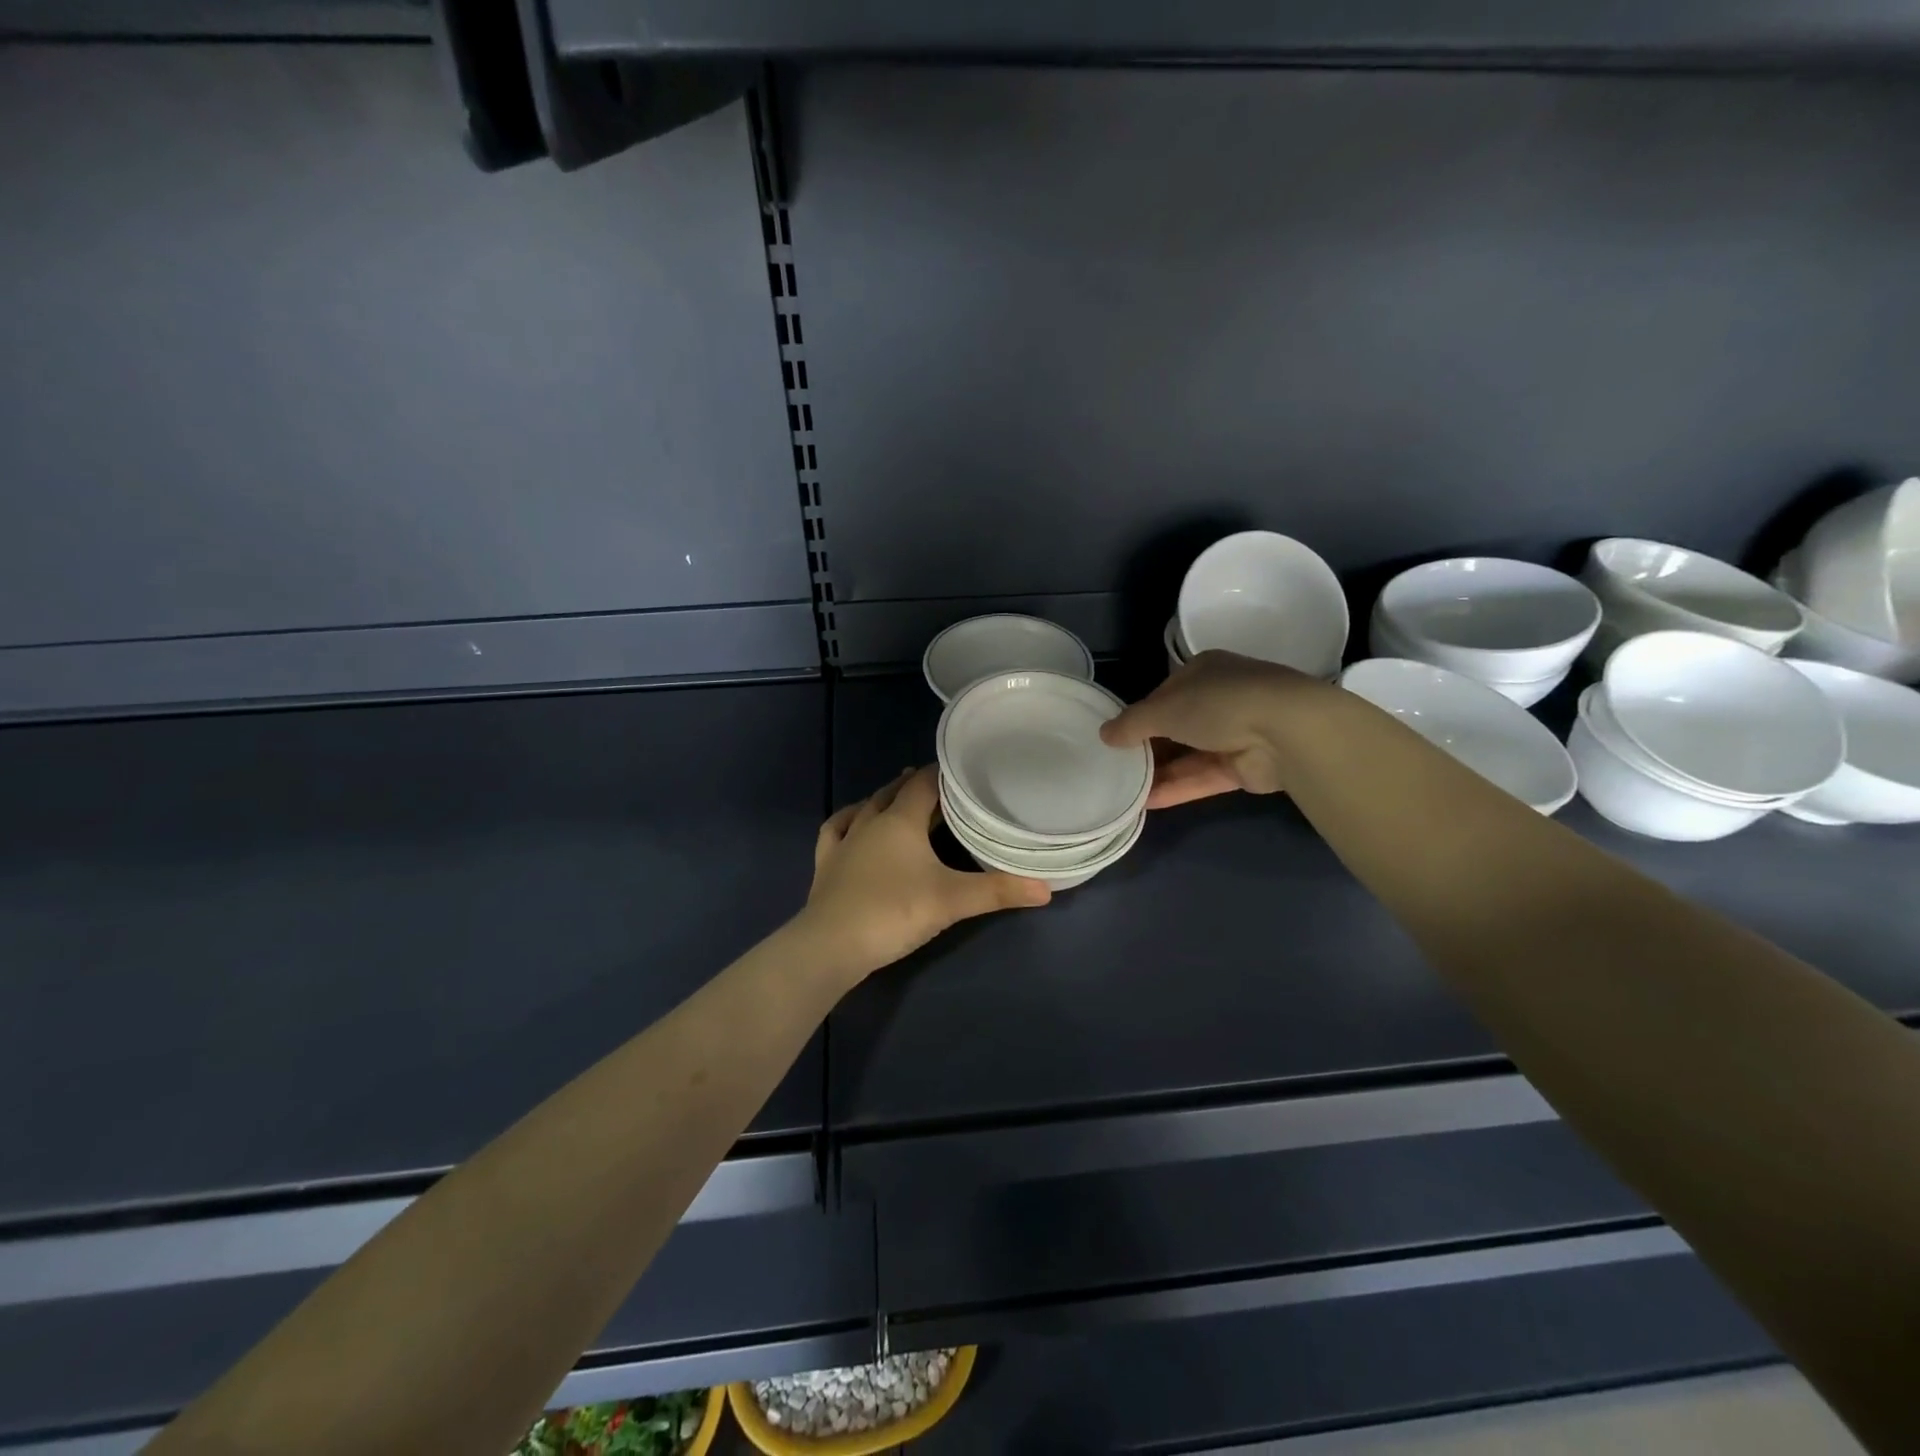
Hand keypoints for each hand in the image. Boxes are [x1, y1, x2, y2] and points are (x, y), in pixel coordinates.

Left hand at [798, 766, 1050, 977]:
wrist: (832, 945)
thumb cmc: (895, 911)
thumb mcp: (953, 901)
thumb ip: (998, 891)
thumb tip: (1046, 889)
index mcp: (901, 820)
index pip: (924, 783)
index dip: (943, 774)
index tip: (963, 773)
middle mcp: (870, 821)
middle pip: (895, 791)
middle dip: (916, 785)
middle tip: (941, 788)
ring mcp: (844, 842)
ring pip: (865, 807)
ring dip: (884, 799)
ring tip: (899, 798)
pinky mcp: (826, 864)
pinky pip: (834, 831)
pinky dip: (847, 821)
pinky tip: (852, 823)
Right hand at [1101, 651, 1327, 807]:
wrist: (1287, 732)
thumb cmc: (1219, 703)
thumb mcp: (1164, 708)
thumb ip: (1132, 723)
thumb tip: (1104, 734)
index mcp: (1203, 671)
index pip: (1164, 693)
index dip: (1140, 714)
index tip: (1117, 736)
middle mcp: (1220, 699)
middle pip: (1176, 726)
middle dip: (1148, 747)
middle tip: (1115, 767)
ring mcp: (1235, 734)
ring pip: (1188, 755)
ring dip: (1159, 772)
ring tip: (1124, 791)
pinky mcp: (1244, 767)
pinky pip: (1202, 777)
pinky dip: (1176, 788)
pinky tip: (1146, 804)